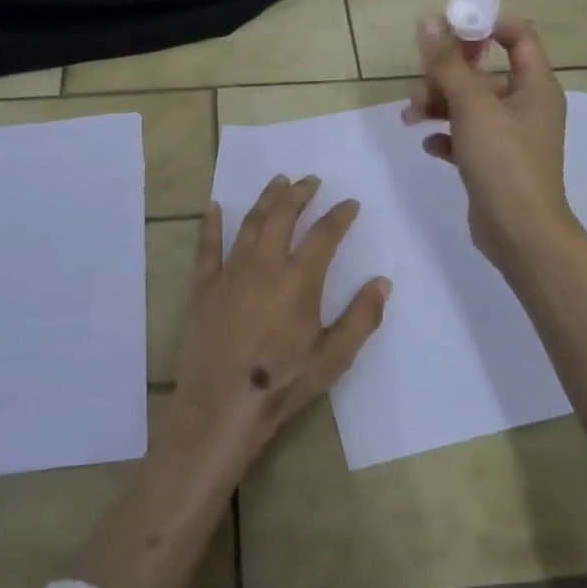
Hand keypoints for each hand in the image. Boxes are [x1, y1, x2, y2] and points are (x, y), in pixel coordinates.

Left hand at [160, 175, 391, 486]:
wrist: (221, 406)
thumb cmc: (282, 383)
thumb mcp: (333, 358)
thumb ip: (361, 318)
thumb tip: (382, 282)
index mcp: (299, 280)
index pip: (325, 234)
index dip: (340, 215)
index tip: (350, 203)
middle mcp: (264, 265)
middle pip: (283, 216)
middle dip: (300, 193)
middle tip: (311, 180)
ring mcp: (230, 272)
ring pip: (250, 223)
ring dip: (266, 199)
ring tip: (278, 182)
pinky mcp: (204, 286)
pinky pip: (208, 246)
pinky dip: (212, 224)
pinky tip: (216, 206)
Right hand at [404, 13, 577, 276]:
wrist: (519, 232)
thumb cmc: (503, 160)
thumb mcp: (472, 105)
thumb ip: (447, 63)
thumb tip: (429, 20)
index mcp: (535, 86)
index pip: (518, 37)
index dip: (485, 26)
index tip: (448, 29)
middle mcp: (526, 106)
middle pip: (484, 73)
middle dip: (447, 74)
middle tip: (420, 83)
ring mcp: (511, 136)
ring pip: (470, 105)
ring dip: (439, 104)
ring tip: (411, 117)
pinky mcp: (494, 162)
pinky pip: (466, 136)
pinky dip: (447, 135)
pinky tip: (430, 144)